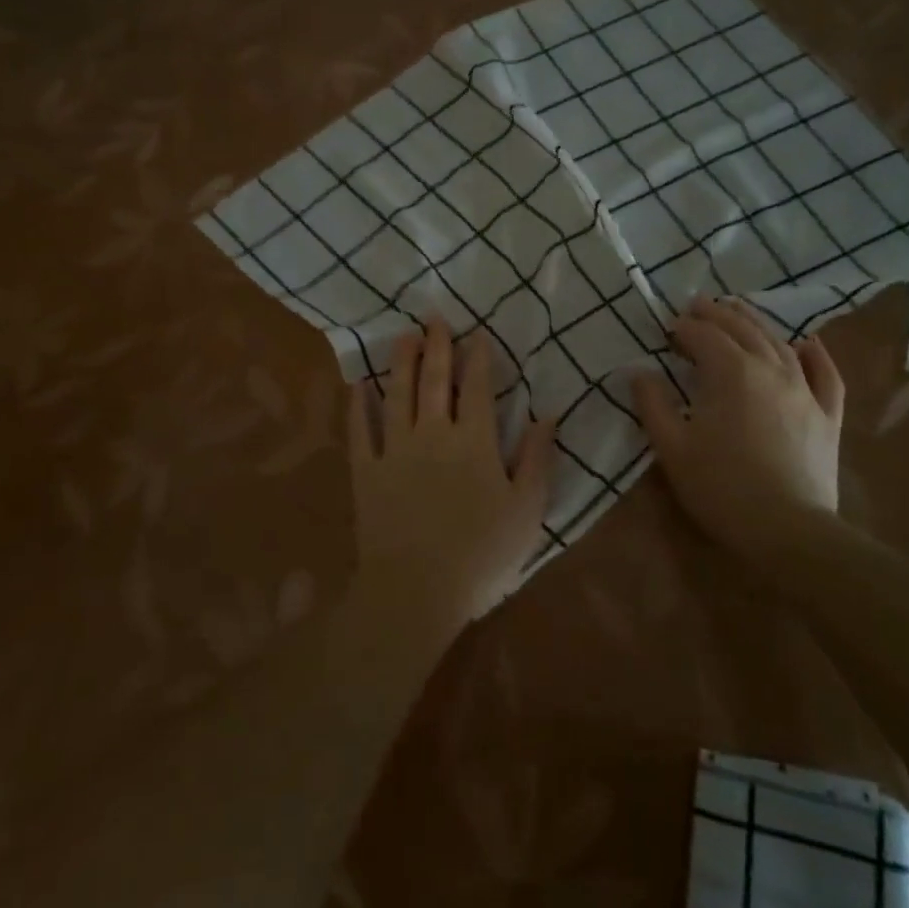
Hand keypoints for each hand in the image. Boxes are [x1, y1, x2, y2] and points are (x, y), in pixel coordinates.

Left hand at [348, 317, 557, 627]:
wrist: (417, 589)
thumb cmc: (481, 555)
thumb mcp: (526, 510)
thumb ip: (537, 458)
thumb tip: (549, 414)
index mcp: (475, 441)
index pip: (478, 388)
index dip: (478, 357)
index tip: (476, 334)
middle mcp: (433, 433)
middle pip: (435, 380)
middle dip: (437, 346)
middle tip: (434, 318)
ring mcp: (395, 449)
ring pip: (398, 394)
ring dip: (401, 362)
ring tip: (403, 336)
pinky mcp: (366, 470)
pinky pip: (361, 428)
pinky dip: (359, 404)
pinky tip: (360, 384)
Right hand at [632, 295, 844, 565]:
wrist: (788, 531)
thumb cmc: (721, 488)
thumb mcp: (671, 448)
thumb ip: (652, 404)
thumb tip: (638, 372)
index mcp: (731, 372)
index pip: (704, 335)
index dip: (684, 327)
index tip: (667, 329)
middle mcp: (771, 369)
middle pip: (742, 328)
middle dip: (717, 314)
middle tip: (697, 305)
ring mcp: (804, 390)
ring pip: (779, 342)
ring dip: (755, 322)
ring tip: (738, 311)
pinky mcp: (827, 414)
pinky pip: (825, 374)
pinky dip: (815, 354)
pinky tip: (807, 344)